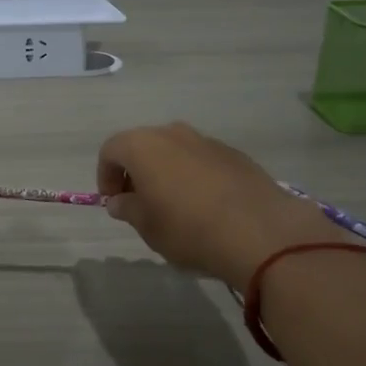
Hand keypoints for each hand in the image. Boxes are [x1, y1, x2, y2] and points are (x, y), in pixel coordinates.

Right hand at [96, 122, 352, 292]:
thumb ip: (128, 209)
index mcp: (143, 146)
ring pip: (175, 151)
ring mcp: (207, 141)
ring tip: (174, 207)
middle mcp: (173, 134)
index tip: (113, 203)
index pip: (111, 151)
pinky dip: (195, 177)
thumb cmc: (188, 229)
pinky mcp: (236, 155)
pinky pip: (203, 161)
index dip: (105, 176)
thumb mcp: (147, 227)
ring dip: (166, 173)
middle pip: (143, 146)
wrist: (259, 232)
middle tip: (140, 204)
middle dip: (136, 172)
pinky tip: (206, 207)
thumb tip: (120, 201)